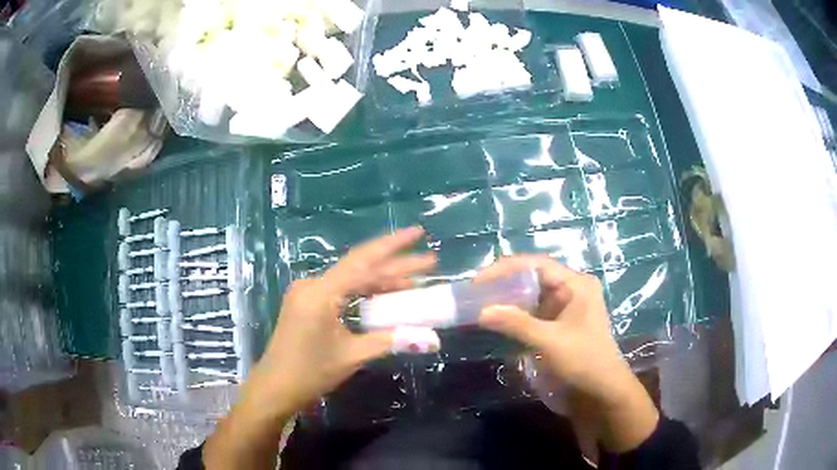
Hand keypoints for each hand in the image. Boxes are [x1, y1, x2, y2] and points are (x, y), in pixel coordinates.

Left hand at [244, 227, 435, 415]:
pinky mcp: (307, 303)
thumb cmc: (310, 373)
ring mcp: (308, 293)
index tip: (419, 233)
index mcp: (320, 293)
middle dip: (395, 265)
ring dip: (381, 281)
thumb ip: (392, 340)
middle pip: (360, 268)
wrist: (275, 387)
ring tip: (414, 281)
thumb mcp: (353, 355)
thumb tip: (433, 339)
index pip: (363, 261)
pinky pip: (341, 291)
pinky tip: (385, 296)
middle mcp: (313, 285)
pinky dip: (364, 293)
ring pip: (351, 279)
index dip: (394, 246)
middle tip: (428, 261)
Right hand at [476, 256, 657, 451]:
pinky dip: (516, 317)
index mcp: (576, 284)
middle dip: (505, 284)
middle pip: (533, 278)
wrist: (602, 393)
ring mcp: (566, 309)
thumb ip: (516, 324)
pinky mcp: (559, 326)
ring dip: (509, 301)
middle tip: (475, 293)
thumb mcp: (550, 341)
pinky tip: (498, 321)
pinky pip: (534, 314)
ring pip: (532, 297)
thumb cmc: (583, 361)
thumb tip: (482, 311)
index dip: (506, 269)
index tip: (478, 281)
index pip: (536, 265)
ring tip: (481, 305)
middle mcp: (571, 291)